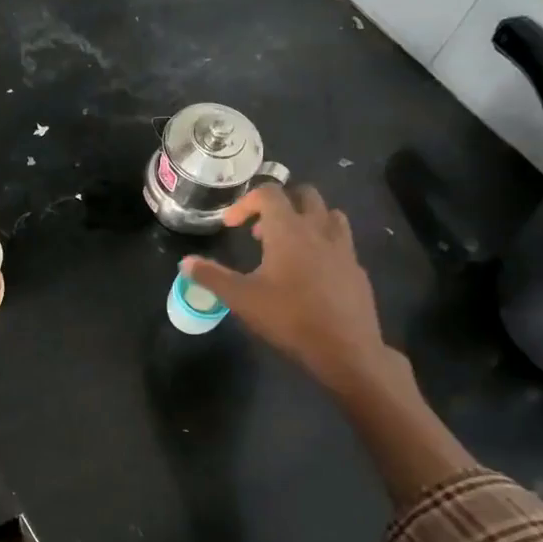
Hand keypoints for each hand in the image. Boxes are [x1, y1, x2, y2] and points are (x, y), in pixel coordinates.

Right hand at [182, 183, 393, 395]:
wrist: (346, 349)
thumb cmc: (289, 318)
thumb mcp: (241, 298)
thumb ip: (211, 276)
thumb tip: (185, 262)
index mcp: (288, 230)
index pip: (269, 193)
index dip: (245, 202)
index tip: (230, 225)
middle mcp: (319, 229)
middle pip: (304, 194)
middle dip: (280, 203)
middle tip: (261, 230)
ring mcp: (344, 248)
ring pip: (329, 214)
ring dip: (307, 219)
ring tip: (288, 244)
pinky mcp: (357, 268)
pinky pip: (341, 242)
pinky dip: (323, 244)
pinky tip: (311, 272)